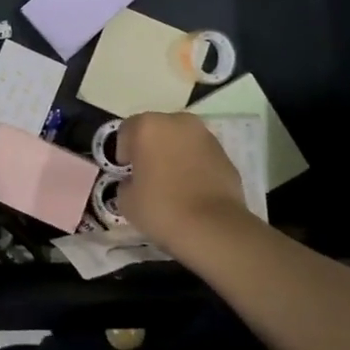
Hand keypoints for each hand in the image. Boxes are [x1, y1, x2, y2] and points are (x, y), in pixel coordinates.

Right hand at [116, 112, 254, 256]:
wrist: (213, 228)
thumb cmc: (162, 208)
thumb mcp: (126, 201)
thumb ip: (126, 183)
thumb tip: (134, 183)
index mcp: (147, 126)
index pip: (126, 131)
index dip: (124, 153)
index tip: (126, 173)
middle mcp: (176, 122)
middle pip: (156, 130)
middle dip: (150, 148)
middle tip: (148, 175)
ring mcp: (204, 136)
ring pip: (181, 140)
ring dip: (174, 154)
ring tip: (173, 183)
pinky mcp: (225, 154)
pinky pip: (200, 155)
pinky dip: (194, 165)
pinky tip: (193, 190)